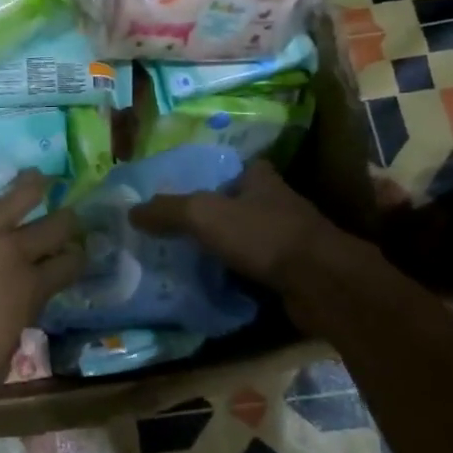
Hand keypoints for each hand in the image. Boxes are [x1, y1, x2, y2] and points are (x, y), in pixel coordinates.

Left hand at [0, 157, 84, 415]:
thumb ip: (12, 330)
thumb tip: (11, 320)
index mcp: (30, 291)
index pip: (66, 266)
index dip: (76, 257)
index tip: (79, 251)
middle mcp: (12, 253)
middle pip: (51, 227)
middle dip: (64, 219)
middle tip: (68, 212)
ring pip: (15, 197)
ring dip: (30, 185)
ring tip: (37, 175)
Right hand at [128, 159, 351, 298]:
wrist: (321, 284)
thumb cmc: (263, 236)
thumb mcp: (204, 214)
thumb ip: (167, 211)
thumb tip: (131, 212)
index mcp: (262, 180)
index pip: (236, 168)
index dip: (213, 176)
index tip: (185, 190)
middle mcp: (278, 204)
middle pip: (239, 204)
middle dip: (214, 215)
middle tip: (176, 229)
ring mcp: (290, 239)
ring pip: (249, 238)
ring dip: (225, 248)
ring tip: (187, 259)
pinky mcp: (294, 272)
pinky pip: (257, 269)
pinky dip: (238, 275)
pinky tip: (213, 284)